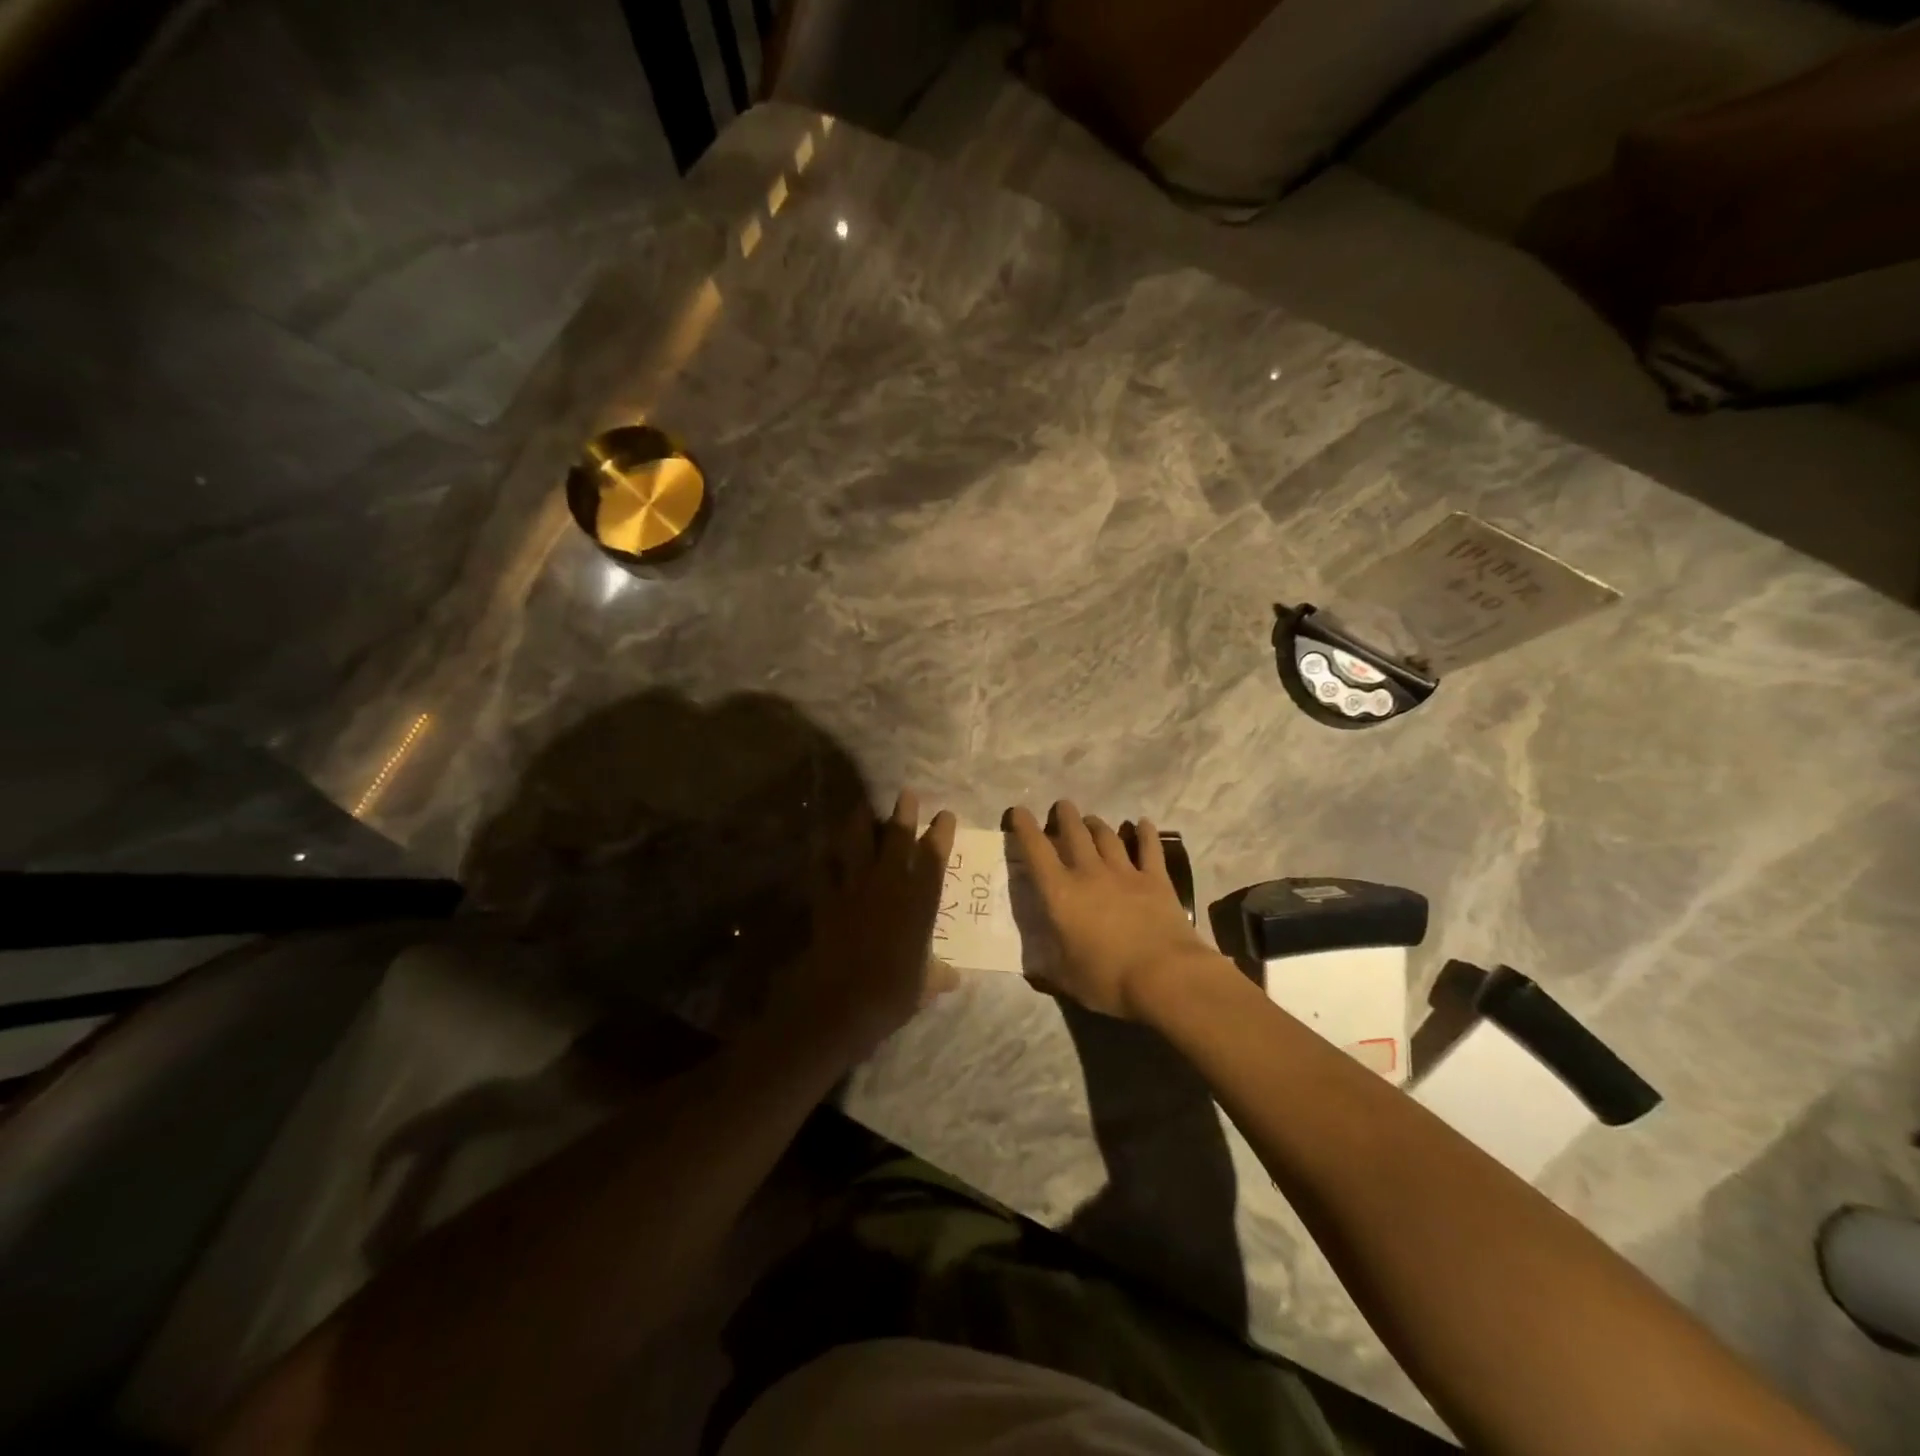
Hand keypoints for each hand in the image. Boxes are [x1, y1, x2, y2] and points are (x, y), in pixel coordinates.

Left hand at [773, 790, 958, 1062]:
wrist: (842, 1001)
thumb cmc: (892, 993)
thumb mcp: (924, 988)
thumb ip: (938, 976)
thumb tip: (953, 977)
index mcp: (919, 902)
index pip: (934, 858)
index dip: (941, 834)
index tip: (946, 815)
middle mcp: (889, 885)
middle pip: (897, 839)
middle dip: (903, 813)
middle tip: (906, 794)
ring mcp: (855, 889)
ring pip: (858, 845)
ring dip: (860, 823)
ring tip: (861, 806)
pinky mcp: (826, 900)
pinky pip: (823, 871)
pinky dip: (823, 858)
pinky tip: (822, 849)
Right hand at [1007, 801, 1223, 1020]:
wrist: (1165, 977)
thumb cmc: (1108, 980)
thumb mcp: (1067, 980)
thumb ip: (1048, 969)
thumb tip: (1032, 971)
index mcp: (1060, 894)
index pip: (1036, 851)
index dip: (1024, 828)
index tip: (1018, 811)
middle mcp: (1089, 873)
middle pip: (1074, 832)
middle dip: (1065, 815)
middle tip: (1062, 807)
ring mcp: (1125, 872)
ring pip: (1107, 836)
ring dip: (1096, 824)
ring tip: (1091, 820)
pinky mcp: (1156, 879)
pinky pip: (1149, 848)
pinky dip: (1146, 833)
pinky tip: (1143, 823)